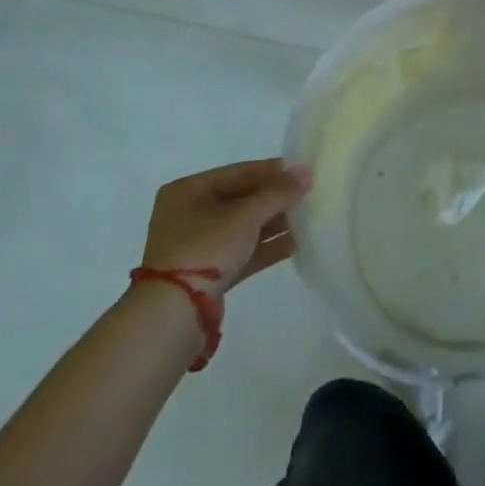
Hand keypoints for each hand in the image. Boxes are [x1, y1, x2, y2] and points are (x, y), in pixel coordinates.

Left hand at [140, 159, 312, 291]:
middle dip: (276, 199)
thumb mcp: (245, 215)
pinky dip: (267, 246)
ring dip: (275, 223)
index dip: (273, 171)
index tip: (304, 171)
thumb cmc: (206, 248)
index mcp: (188, 190)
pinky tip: (298, 243)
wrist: (174, 314)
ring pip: (244, 227)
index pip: (239, 172)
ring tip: (310, 217)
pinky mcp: (209, 273)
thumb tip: (307, 172)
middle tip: (310, 194)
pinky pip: (243, 251)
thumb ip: (279, 192)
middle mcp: (189, 214)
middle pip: (242, 199)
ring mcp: (198, 245)